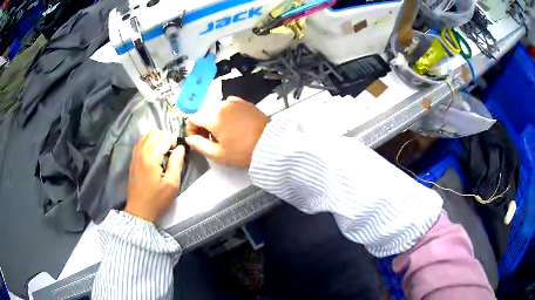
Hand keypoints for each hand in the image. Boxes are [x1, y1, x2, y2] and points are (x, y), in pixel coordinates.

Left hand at [125, 131, 184, 222]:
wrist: (139, 210)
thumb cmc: (157, 199)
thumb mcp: (172, 184)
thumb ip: (177, 163)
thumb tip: (181, 147)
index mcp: (151, 157)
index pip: (165, 138)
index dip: (175, 142)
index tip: (179, 153)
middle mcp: (141, 151)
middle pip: (155, 133)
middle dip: (166, 138)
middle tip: (172, 151)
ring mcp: (135, 154)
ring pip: (147, 135)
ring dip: (157, 138)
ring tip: (164, 150)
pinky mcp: (132, 158)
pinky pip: (140, 141)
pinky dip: (149, 141)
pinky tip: (154, 151)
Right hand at [186, 97, 268, 166]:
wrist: (270, 144)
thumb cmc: (242, 151)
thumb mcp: (217, 154)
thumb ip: (199, 145)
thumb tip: (189, 138)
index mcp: (212, 116)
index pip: (193, 118)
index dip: (191, 130)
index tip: (198, 140)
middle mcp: (221, 104)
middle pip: (204, 112)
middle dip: (203, 125)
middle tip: (210, 140)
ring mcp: (234, 101)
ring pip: (216, 108)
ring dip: (214, 119)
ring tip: (223, 133)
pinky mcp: (245, 102)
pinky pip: (228, 105)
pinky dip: (225, 113)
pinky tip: (232, 124)